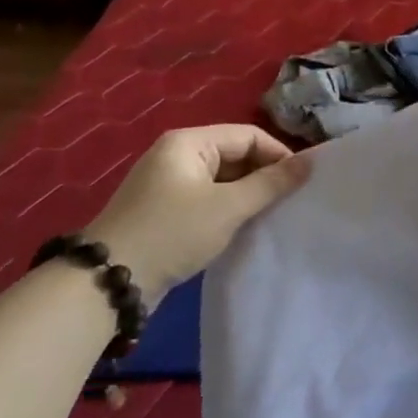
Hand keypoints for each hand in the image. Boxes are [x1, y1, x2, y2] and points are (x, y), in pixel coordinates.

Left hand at [83, 125, 307, 303]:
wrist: (108, 282)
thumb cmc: (173, 232)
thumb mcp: (228, 206)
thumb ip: (272, 182)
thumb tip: (310, 162)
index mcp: (188, 142)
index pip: (248, 135)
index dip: (278, 155)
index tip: (301, 182)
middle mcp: (176, 154)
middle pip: (235, 155)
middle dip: (264, 175)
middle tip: (290, 201)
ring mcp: (168, 183)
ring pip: (223, 179)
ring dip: (248, 194)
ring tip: (272, 215)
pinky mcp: (164, 209)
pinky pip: (208, 198)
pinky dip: (229, 208)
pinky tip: (243, 226)